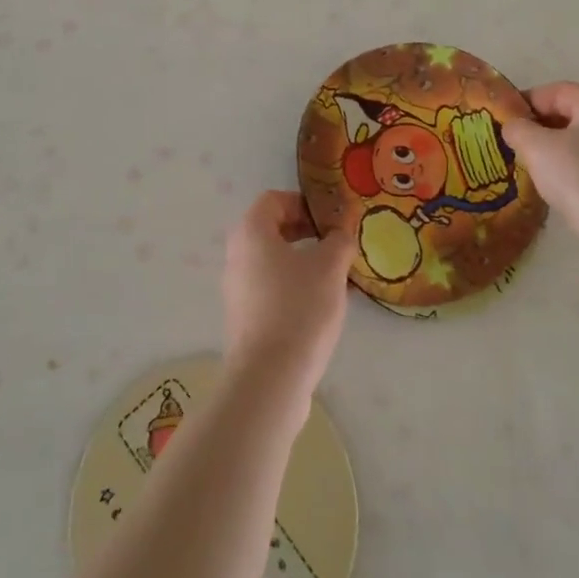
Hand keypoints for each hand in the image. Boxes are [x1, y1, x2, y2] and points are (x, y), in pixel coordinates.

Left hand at [222, 191, 355, 396]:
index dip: (304, 203)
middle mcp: (237, 255)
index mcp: (251, 232)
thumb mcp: (329, 267)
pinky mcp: (245, 317)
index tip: (332, 219)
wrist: (269, 378)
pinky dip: (295, 286)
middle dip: (307, 232)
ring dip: (304, 261)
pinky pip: (271, 287)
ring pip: (274, 261)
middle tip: (337, 245)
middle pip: (272, 229)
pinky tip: (323, 305)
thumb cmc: (299, 308)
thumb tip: (341, 230)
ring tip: (337, 277)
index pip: (274, 199)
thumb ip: (339, 240)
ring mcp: (238, 288)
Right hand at [503, 83, 578, 246]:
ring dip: (547, 149)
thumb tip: (513, 127)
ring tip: (524, 165)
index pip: (554, 91)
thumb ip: (518, 129)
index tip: (501, 121)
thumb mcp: (536, 147)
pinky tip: (549, 185)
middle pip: (565, 113)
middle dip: (535, 126)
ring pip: (573, 140)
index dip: (524, 102)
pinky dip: (563, 168)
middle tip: (509, 143)